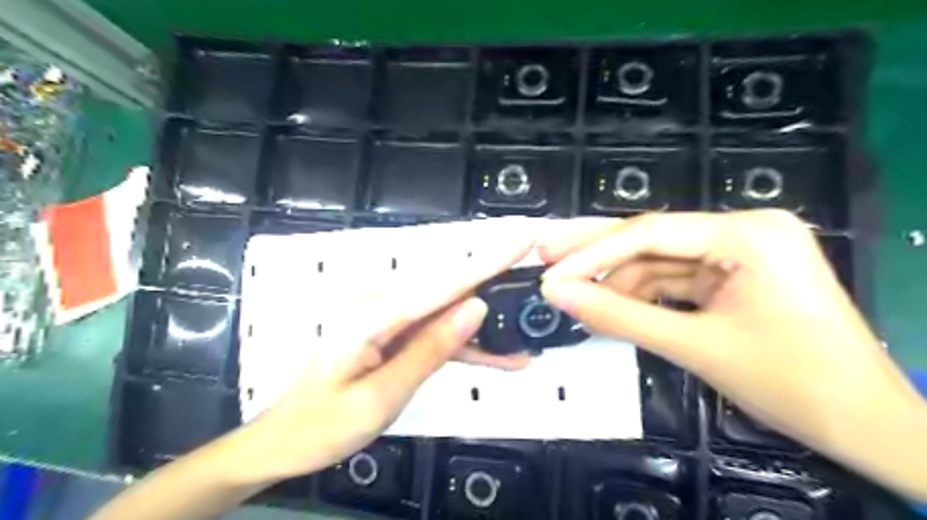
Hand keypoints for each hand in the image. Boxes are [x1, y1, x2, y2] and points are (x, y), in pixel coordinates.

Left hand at [235, 226, 536, 484]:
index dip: (487, 261)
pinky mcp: (391, 332)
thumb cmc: (324, 425)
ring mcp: (386, 318)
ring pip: (445, 315)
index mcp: (372, 315)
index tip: (522, 239)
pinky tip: (494, 358)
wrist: (284, 440)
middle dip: (493, 288)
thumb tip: (475, 308)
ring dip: (482, 331)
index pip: (442, 283)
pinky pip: (433, 333)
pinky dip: (461, 345)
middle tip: (531, 291)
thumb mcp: (381, 396)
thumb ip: (430, 349)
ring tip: (520, 346)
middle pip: (448, 291)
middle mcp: (380, 305)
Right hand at [538, 210, 926, 499]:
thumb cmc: (790, 384)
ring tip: (578, 299)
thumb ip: (618, 316)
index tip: (550, 272)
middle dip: (597, 253)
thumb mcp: (693, 347)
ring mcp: (742, 251)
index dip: (592, 254)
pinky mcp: (737, 274)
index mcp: (747, 234)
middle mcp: (745, 229)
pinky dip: (645, 295)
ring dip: (619, 282)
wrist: (867, 426)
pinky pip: (677, 279)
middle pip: (652, 239)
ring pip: (660, 261)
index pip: (649, 233)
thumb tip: (557, 294)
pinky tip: (614, 306)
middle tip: (546, 255)